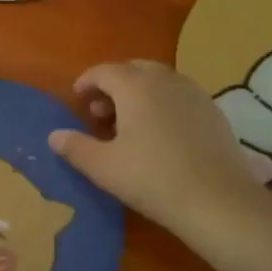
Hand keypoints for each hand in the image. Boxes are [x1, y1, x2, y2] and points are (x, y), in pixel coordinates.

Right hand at [48, 60, 263, 232]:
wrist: (217, 201)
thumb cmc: (151, 178)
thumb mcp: (103, 167)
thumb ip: (75, 147)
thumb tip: (54, 136)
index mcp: (135, 86)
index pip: (104, 71)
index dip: (86, 82)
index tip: (76, 98)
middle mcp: (166, 80)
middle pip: (133, 69)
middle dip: (113, 85)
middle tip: (100, 112)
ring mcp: (194, 93)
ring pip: (159, 81)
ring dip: (139, 94)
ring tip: (128, 124)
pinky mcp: (213, 112)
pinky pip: (179, 96)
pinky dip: (162, 104)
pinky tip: (159, 134)